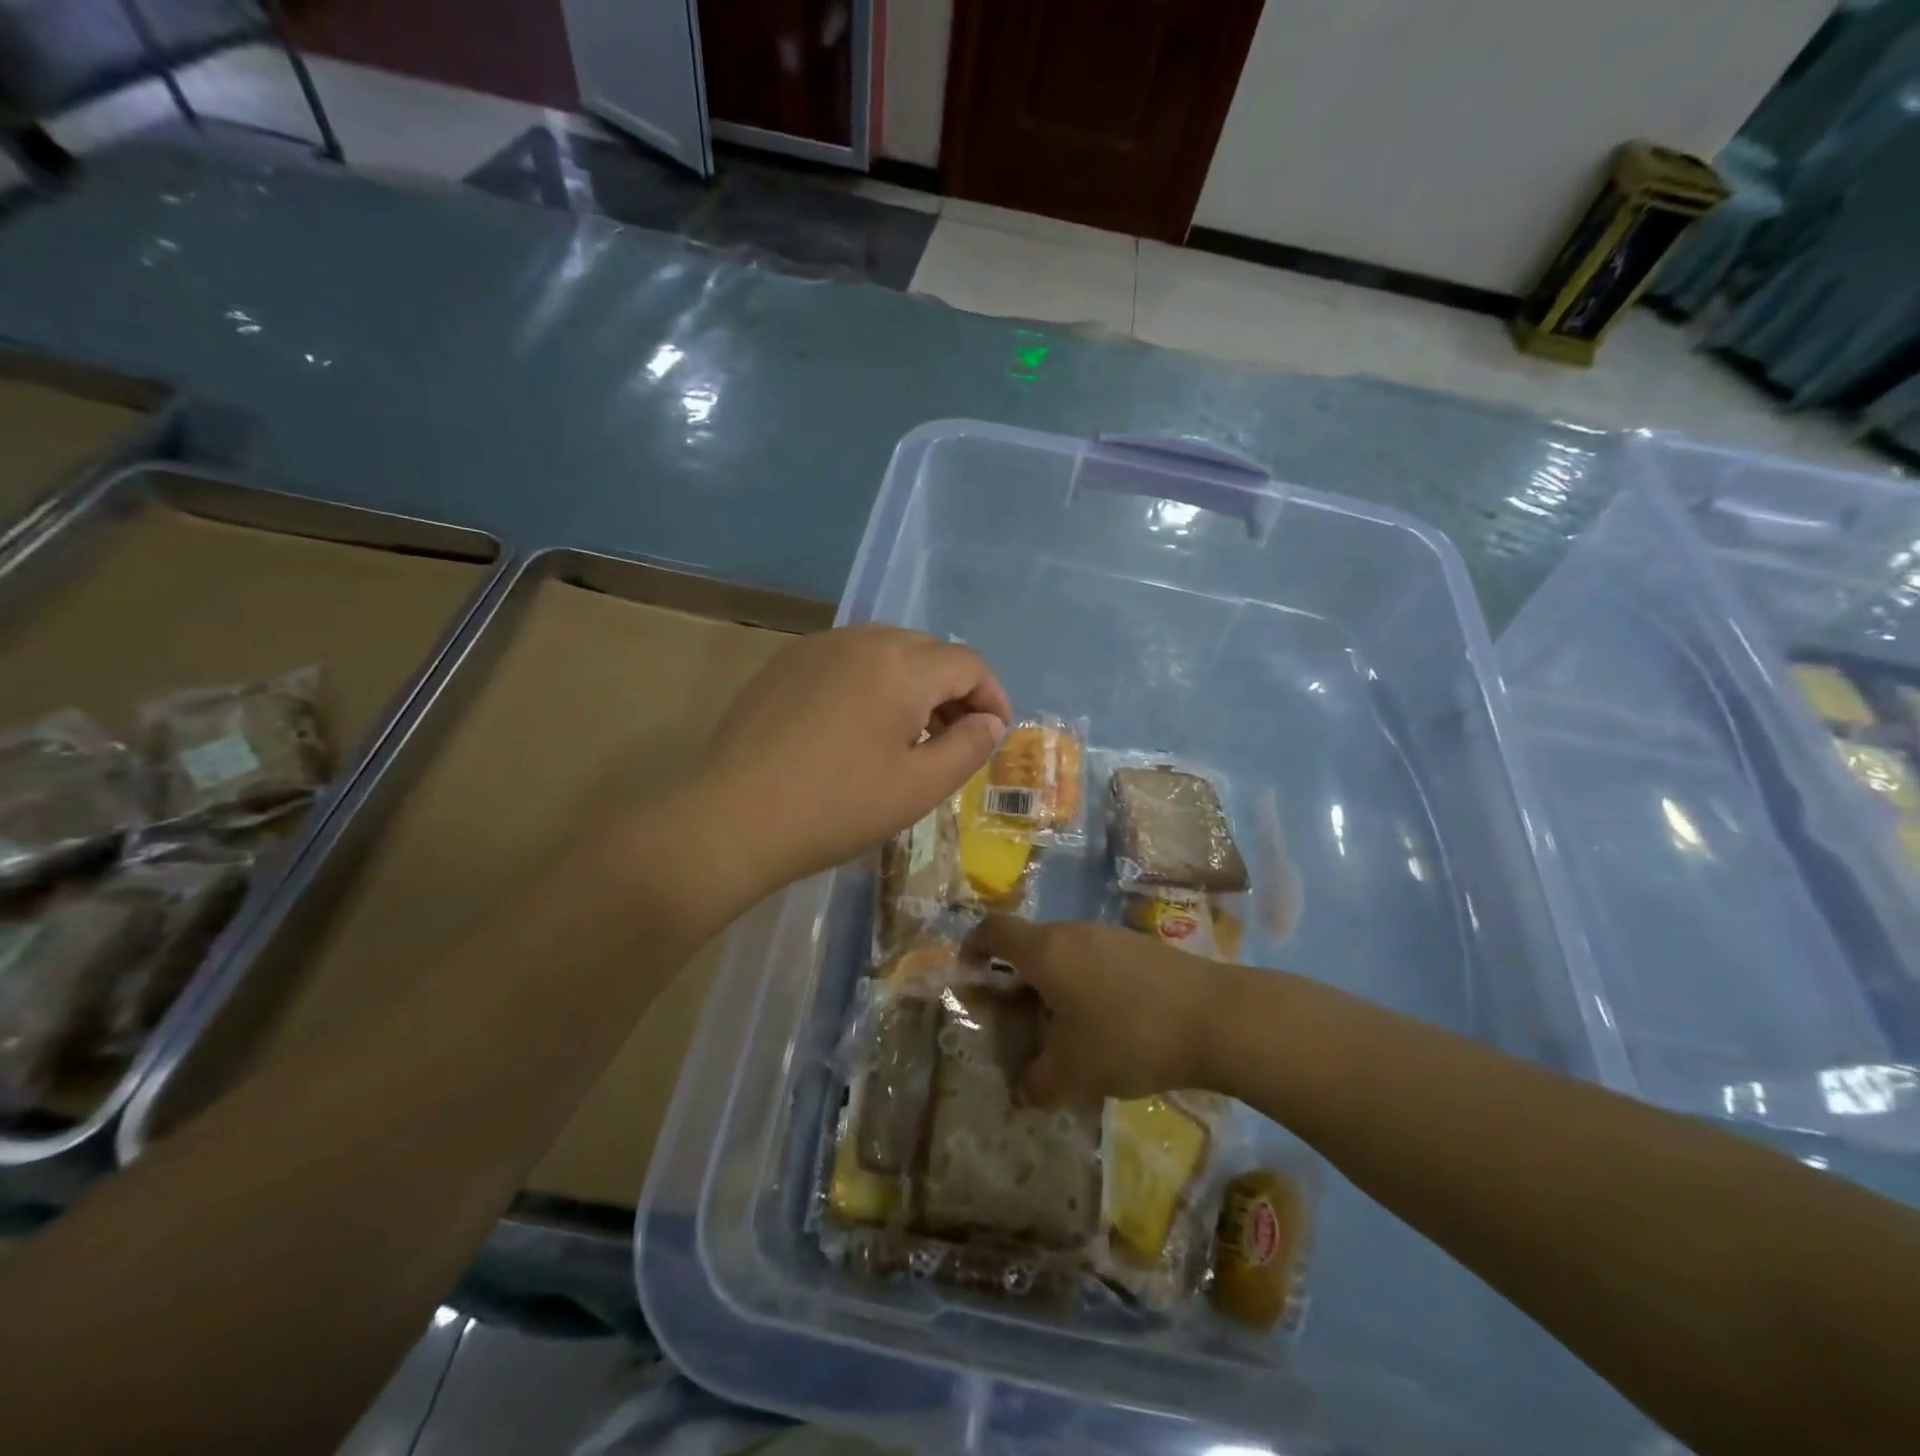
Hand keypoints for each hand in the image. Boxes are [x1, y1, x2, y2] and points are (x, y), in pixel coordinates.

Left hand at [694, 625, 1011, 888]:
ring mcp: (817, 647)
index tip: (995, 735)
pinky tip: (858, 728)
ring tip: (909, 736)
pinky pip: (846, 661)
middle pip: (927, 652)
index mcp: (902, 664)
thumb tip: (990, 722)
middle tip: (955, 739)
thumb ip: (968, 748)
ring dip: (911, 686)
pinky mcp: (784, 664)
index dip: (992, 697)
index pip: (967, 664)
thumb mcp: (919, 787)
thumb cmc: (837, 807)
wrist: (733, 818)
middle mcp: (861, 639)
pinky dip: (870, 684)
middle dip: (953, 691)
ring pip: (885, 652)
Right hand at [965, 917, 1227, 1105]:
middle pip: (1032, 943)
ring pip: (1068, 951)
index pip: (994, 931)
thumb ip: (1039, 1083)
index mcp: (1046, 951)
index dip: (973, 945)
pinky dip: (1089, 983)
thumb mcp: (1075, 1073)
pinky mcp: (1143, 946)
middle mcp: (1074, 933)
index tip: (968, 969)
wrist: (1216, 1017)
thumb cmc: (1129, 1037)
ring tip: (1064, 1026)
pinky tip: (1109, 1022)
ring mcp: (1111, 936)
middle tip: (1016, 1015)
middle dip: (1017, 975)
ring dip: (1056, 981)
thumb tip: (1023, 1092)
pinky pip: (1099, 959)